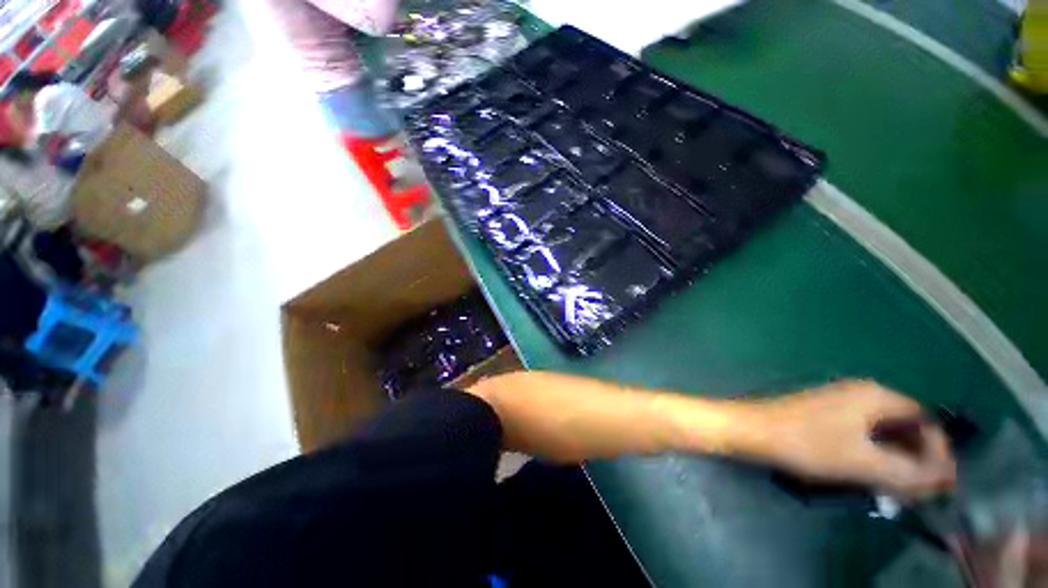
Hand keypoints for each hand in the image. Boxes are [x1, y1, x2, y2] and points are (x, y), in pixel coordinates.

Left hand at [746, 380, 955, 497]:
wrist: (752, 429)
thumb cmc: (807, 443)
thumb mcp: (863, 462)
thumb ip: (908, 473)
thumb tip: (941, 481)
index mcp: (875, 395)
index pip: (925, 420)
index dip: (939, 452)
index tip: (944, 484)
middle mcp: (861, 392)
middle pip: (905, 426)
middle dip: (919, 458)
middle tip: (923, 491)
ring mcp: (840, 402)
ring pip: (884, 432)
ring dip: (898, 459)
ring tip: (902, 489)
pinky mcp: (825, 413)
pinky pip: (864, 433)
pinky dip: (876, 454)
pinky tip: (874, 475)